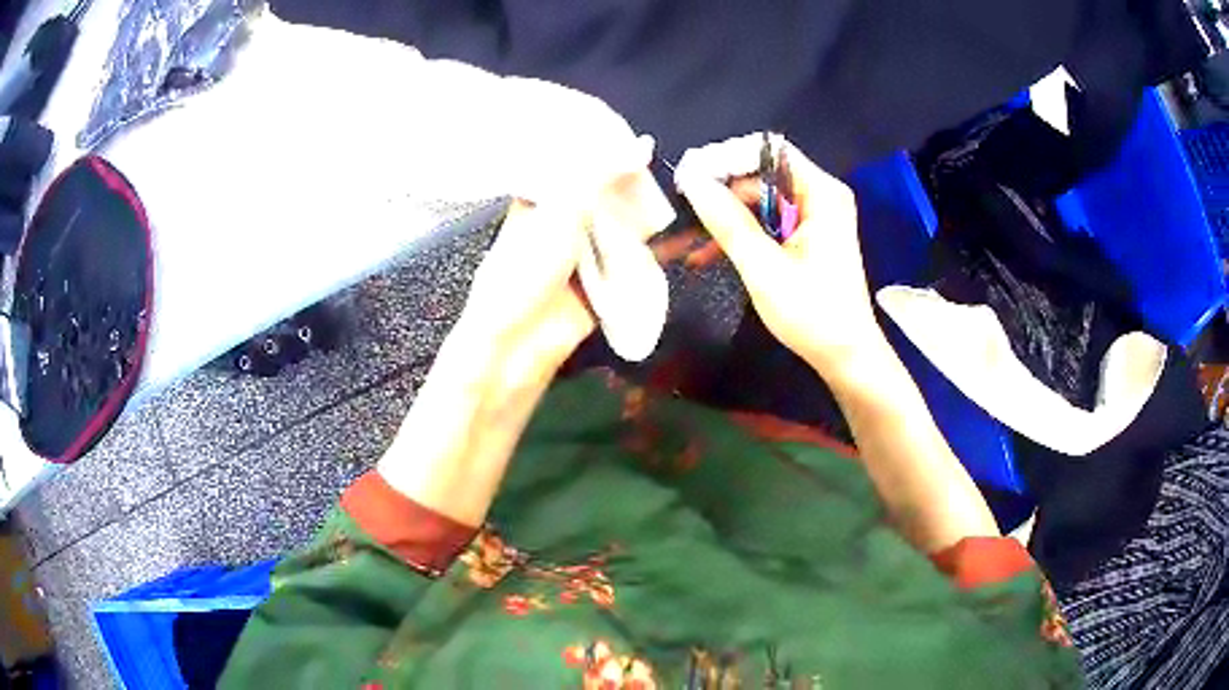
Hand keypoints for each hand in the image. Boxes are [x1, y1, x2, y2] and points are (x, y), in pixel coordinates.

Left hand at [451, 136, 664, 388]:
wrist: (519, 342)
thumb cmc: (525, 269)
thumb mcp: (561, 211)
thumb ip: (601, 175)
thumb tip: (643, 143)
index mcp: (540, 198)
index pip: (576, 163)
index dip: (605, 146)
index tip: (639, 130)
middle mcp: (563, 220)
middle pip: (605, 193)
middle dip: (633, 181)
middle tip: (673, 159)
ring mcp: (585, 251)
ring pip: (622, 224)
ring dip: (646, 213)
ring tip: (687, 188)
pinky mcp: (605, 279)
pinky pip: (632, 258)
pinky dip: (652, 247)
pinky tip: (681, 231)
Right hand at [675, 134, 881, 374]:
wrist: (845, 358)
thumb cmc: (812, 313)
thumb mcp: (764, 267)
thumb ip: (728, 221)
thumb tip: (693, 180)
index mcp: (820, 193)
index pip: (768, 151)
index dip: (727, 158)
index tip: (689, 175)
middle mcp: (819, 197)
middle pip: (760, 177)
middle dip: (718, 194)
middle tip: (678, 210)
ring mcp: (813, 218)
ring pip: (757, 203)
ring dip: (722, 220)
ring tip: (680, 239)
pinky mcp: (805, 239)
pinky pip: (765, 225)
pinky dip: (739, 237)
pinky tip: (704, 255)